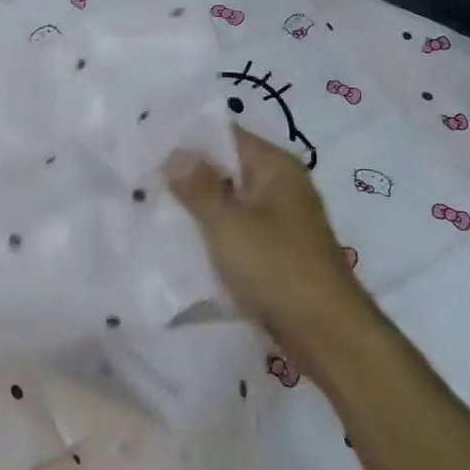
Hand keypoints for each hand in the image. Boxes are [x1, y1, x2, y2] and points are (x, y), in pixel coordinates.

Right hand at [168, 127, 365, 352]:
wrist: (327, 334)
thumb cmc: (276, 269)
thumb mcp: (228, 224)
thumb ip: (197, 186)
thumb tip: (176, 151)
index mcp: (275, 166)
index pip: (224, 135)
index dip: (186, 139)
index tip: (147, 146)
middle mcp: (282, 184)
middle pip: (226, 167)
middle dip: (187, 174)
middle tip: (142, 177)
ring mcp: (282, 218)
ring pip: (230, 200)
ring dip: (199, 205)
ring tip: (153, 205)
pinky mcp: (277, 249)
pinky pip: (238, 228)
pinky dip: (214, 230)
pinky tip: (183, 239)